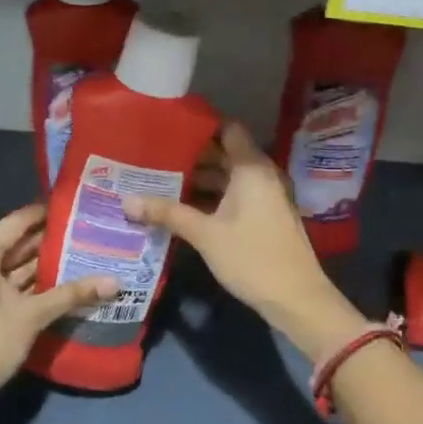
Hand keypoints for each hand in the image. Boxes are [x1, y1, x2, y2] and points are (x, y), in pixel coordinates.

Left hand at [0, 205, 117, 423]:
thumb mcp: (34, 315)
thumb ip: (73, 293)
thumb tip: (115, 281)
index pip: (18, 221)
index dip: (46, 213)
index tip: (77, 207)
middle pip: (14, 242)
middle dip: (48, 240)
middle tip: (85, 232)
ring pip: (9, 264)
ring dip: (39, 262)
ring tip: (79, 254)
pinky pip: (2, 280)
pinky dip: (26, 281)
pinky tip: (58, 281)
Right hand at [124, 122, 367, 359]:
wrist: (296, 297)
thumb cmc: (251, 257)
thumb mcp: (205, 234)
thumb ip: (167, 213)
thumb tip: (126, 200)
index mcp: (251, 168)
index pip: (227, 129)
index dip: (201, 126)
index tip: (170, 128)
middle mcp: (262, 174)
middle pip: (226, 153)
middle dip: (192, 155)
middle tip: (155, 156)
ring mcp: (266, 196)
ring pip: (229, 177)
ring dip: (201, 179)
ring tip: (162, 180)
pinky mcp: (266, 216)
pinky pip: (236, 194)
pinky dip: (213, 196)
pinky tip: (185, 206)